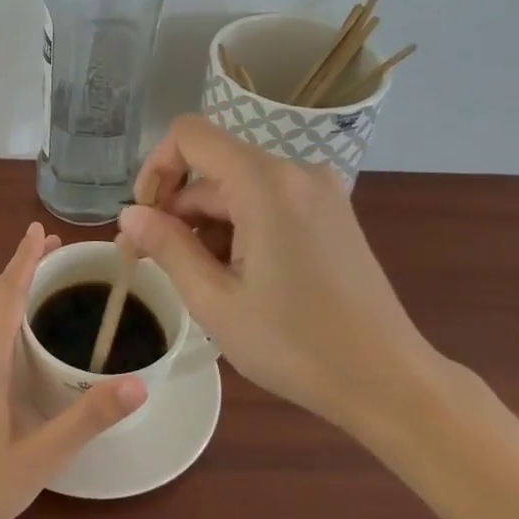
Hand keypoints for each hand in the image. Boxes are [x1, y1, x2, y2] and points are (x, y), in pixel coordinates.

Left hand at [0, 222, 146, 518]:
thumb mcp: (43, 454)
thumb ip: (89, 417)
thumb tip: (139, 385)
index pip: (7, 293)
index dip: (25, 259)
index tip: (40, 229)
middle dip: (20, 267)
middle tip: (53, 248)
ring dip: (7, 289)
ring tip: (38, 278)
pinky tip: (12, 327)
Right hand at [118, 116, 439, 433]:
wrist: (389, 382)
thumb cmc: (296, 346)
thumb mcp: (215, 301)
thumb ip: (167, 247)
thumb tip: (128, 215)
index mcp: (266, 183)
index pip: (190, 136)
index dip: (156, 169)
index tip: (145, 220)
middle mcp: (296, 172)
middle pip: (213, 170)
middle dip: (179, 211)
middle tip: (157, 265)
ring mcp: (319, 191)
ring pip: (239, 189)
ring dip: (209, 227)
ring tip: (207, 285)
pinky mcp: (331, 213)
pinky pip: (268, 202)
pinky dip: (241, 229)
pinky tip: (241, 278)